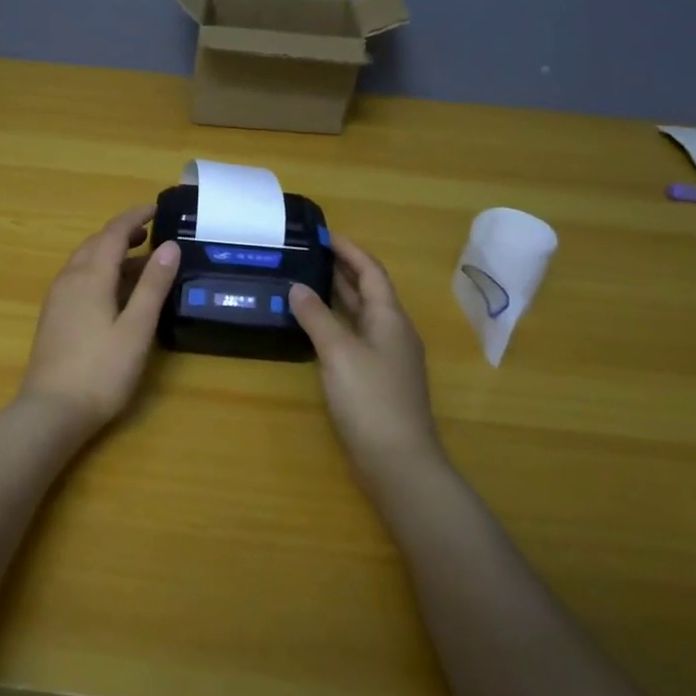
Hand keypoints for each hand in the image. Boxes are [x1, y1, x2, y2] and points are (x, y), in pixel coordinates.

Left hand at [18, 204, 181, 437]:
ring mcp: (57, 298)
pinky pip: (77, 278)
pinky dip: (99, 270)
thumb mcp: (136, 329)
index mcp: (90, 276)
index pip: (113, 233)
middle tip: (150, 232)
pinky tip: (113, 290)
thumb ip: (153, 286)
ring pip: (84, 261)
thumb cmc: (100, 371)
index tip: (157, 209)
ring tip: (138, 258)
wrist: (51, 412)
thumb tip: (169, 246)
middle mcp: (69, 279)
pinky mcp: (53, 317)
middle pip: (95, 243)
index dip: (135, 217)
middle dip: (122, 233)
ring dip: (110, 252)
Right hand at [289, 233, 445, 488]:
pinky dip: (335, 324)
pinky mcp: (377, 379)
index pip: (370, 271)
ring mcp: (387, 357)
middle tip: (308, 255)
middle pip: (368, 291)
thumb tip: (297, 287)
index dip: (349, 250)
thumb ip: (316, 317)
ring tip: (305, 282)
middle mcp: (392, 332)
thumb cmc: (370, 398)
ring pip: (360, 315)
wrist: (398, 461)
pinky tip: (314, 329)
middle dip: (341, 270)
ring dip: (337, 297)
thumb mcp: (338, 351)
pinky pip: (355, 337)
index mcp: (390, 317)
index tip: (324, 235)